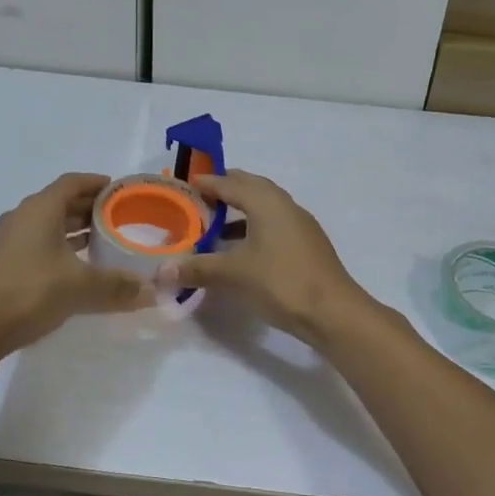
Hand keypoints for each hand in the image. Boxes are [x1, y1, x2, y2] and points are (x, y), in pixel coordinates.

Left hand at [0, 173, 153, 352]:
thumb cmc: (31, 292)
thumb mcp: (82, 287)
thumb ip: (118, 286)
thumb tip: (152, 292)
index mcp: (40, 209)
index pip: (72, 182)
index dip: (96, 183)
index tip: (119, 190)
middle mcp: (23, 217)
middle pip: (60, 202)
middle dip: (89, 207)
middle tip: (119, 217)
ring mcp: (9, 240)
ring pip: (48, 224)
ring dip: (74, 228)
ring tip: (103, 240)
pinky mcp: (4, 261)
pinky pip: (39, 242)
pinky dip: (61, 246)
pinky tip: (78, 266)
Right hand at [153, 170, 377, 347]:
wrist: (333, 312)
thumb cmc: (281, 282)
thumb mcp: (233, 274)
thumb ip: (197, 268)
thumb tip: (161, 272)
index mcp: (267, 202)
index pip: (230, 183)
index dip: (207, 183)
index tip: (185, 185)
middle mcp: (285, 205)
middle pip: (251, 187)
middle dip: (225, 189)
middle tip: (199, 199)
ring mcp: (300, 224)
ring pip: (265, 206)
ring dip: (240, 211)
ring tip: (215, 225)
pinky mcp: (307, 244)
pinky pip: (274, 224)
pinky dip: (253, 228)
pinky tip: (241, 250)